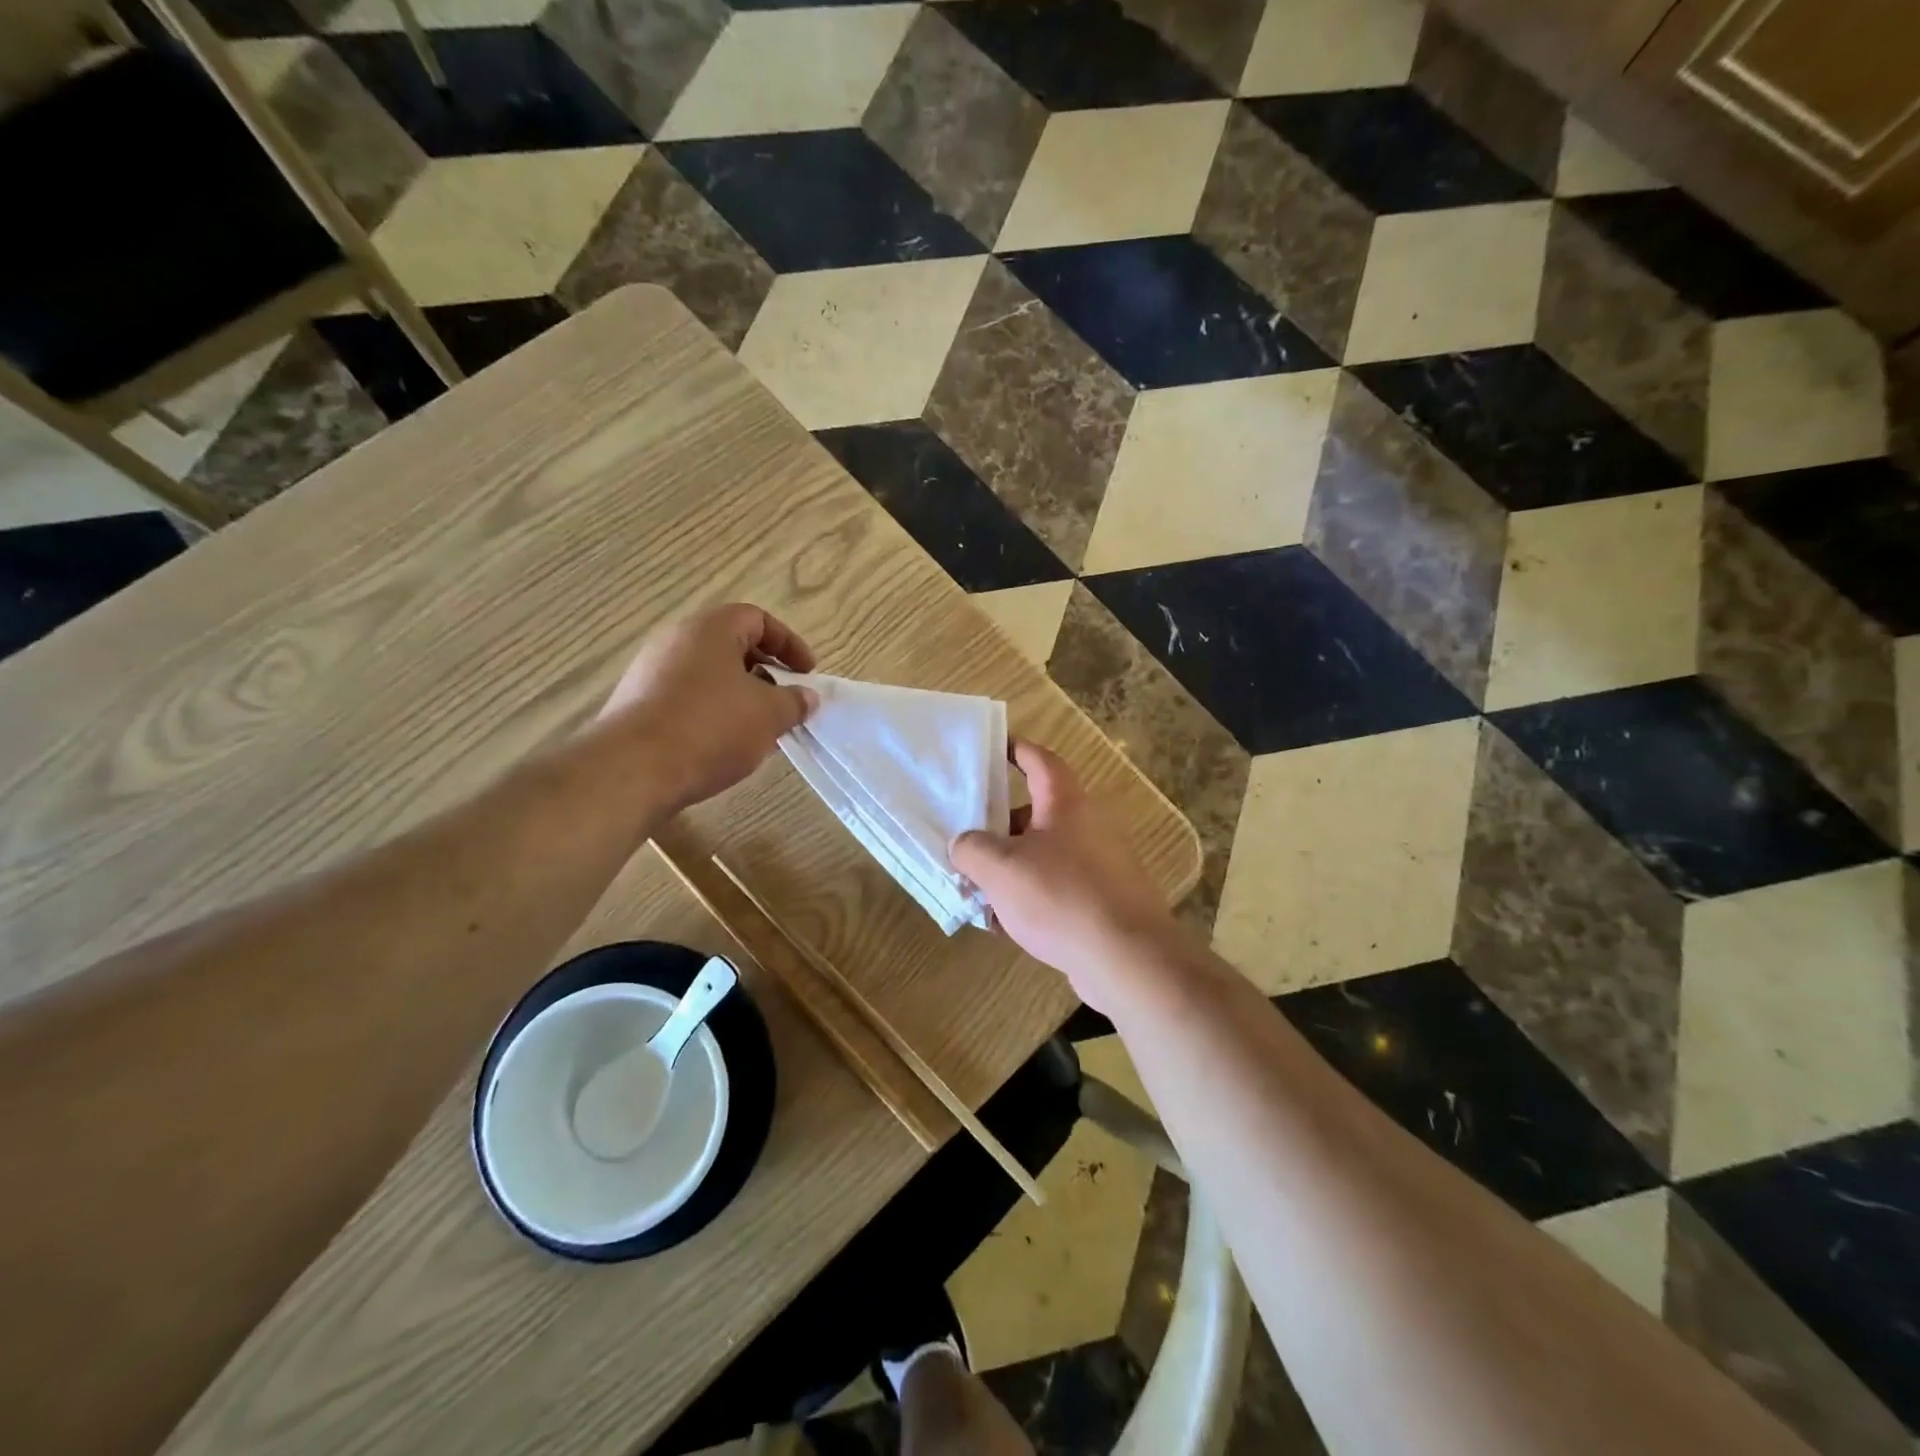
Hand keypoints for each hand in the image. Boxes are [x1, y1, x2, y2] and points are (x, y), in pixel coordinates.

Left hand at [598, 604, 818, 813]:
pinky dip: (714, 716)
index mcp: (709, 629)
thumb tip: (806, 697)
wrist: (632, 770)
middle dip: (766, 675)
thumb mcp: (768, 714)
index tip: (806, 674)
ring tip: (760, 732)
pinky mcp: (638, 706)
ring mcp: (651, 673)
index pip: (757, 619)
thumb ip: (794, 701)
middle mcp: (676, 641)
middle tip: (786, 704)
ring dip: (741, 699)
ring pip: (710, 677)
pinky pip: (688, 700)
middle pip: (732, 647)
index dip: (788, 643)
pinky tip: (725, 748)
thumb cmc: (710, 727)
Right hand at [950, 741, 1182, 1010]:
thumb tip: (963, 845)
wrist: (1127, 959)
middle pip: (1035, 813)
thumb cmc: (1061, 898)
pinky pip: (1055, 889)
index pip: (1039, 760)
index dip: (1015, 750)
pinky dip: (1029, 898)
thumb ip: (971, 849)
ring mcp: (1097, 866)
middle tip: (966, 840)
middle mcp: (1086, 827)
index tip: (991, 749)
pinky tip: (1004, 924)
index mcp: (1065, 804)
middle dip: (998, 826)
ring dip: (1009, 868)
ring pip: (1041, 855)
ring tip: (977, 889)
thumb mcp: (1001, 868)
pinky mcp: (1100, 902)